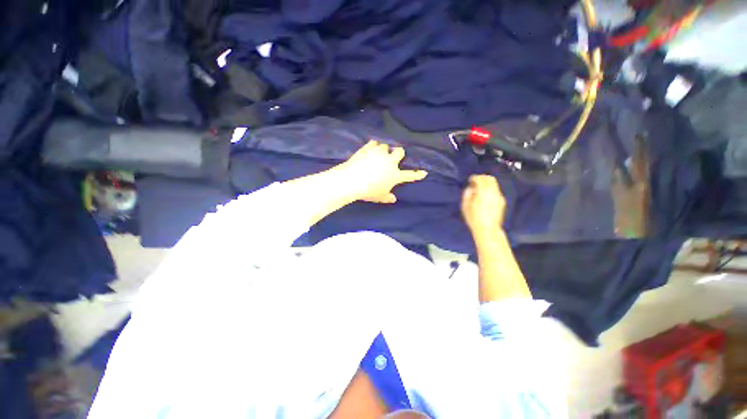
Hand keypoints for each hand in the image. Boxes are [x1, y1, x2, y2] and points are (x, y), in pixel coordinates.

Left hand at [339, 140, 427, 203]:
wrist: (352, 180)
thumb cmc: (368, 191)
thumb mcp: (379, 197)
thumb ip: (387, 197)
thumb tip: (393, 198)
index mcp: (395, 175)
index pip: (410, 175)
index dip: (417, 174)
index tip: (424, 172)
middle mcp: (390, 162)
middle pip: (400, 152)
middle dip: (398, 153)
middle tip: (393, 156)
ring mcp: (379, 153)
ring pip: (385, 146)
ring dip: (383, 150)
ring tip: (377, 155)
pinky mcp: (368, 148)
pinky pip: (374, 143)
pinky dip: (373, 146)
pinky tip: (369, 150)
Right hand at [461, 175, 505, 235]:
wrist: (488, 229)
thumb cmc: (474, 218)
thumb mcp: (465, 206)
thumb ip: (467, 194)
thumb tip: (470, 188)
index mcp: (483, 192)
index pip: (480, 179)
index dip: (474, 177)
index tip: (470, 179)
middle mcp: (493, 192)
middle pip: (490, 179)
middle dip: (482, 178)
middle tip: (475, 181)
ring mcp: (499, 196)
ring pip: (494, 184)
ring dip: (487, 183)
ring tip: (479, 188)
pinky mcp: (502, 201)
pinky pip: (496, 191)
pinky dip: (490, 189)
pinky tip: (485, 195)